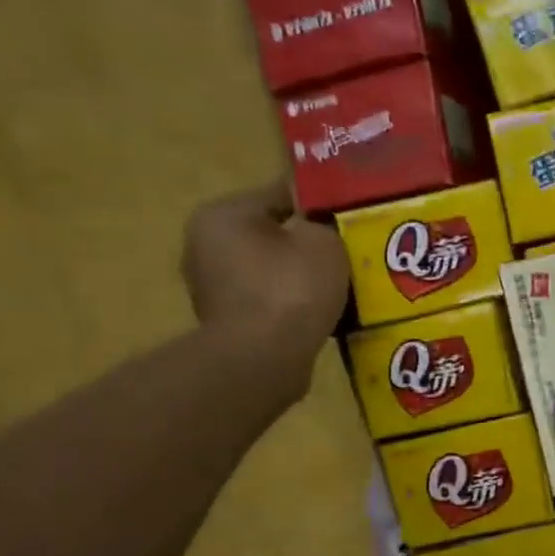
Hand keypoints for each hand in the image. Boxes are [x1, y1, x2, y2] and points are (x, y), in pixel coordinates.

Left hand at [182, 181, 350, 385]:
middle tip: (349, 256)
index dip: (320, 206)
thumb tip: (319, 226)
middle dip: (307, 245)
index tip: (349, 220)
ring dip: (301, 278)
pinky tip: (320, 314)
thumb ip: (323, 224)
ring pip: (272, 271)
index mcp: (223, 214)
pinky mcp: (226, 323)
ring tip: (339, 288)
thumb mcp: (323, 241)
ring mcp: (211, 288)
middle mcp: (205, 245)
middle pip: (273, 236)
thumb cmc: (290, 289)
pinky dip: (292, 305)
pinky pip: (269, 301)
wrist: (263, 360)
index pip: (280, 195)